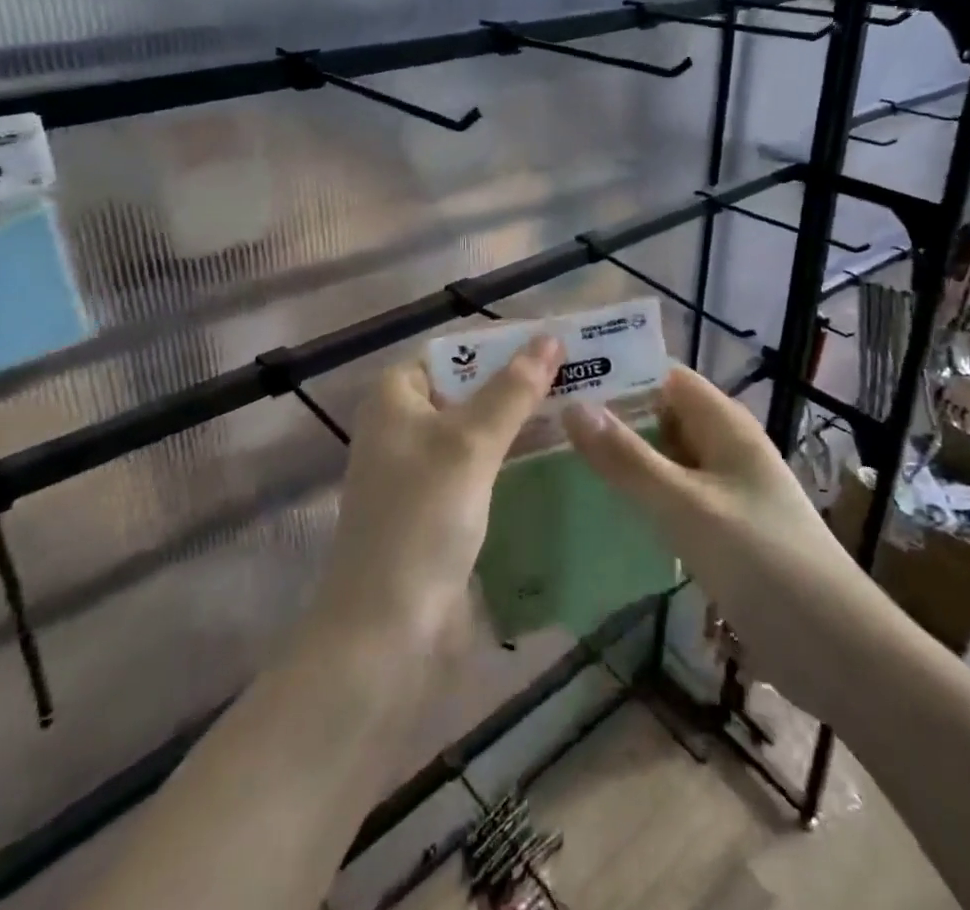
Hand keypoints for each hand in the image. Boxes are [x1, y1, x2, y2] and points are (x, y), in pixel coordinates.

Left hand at [310, 336, 564, 651]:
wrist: (387, 632)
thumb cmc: (421, 519)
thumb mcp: (470, 444)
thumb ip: (512, 390)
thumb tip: (550, 337)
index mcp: (396, 396)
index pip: (456, 351)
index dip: (503, 343)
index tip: (558, 342)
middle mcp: (404, 425)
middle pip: (470, 388)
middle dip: (520, 382)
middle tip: (582, 374)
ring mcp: (422, 469)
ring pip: (480, 429)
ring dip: (522, 420)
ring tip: (582, 408)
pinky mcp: (440, 508)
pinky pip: (482, 467)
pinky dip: (514, 457)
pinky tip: (558, 454)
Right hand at [561, 365, 865, 706]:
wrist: (840, 655)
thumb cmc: (765, 564)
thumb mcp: (687, 507)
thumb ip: (628, 459)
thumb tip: (574, 405)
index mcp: (725, 425)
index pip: (665, 377)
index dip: (619, 372)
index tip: (563, 379)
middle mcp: (724, 449)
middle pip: (661, 416)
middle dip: (612, 417)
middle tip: (547, 424)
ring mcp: (724, 493)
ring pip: (664, 460)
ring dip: (622, 458)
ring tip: (560, 461)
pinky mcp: (722, 533)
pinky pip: (672, 499)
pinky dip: (640, 497)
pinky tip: (602, 511)